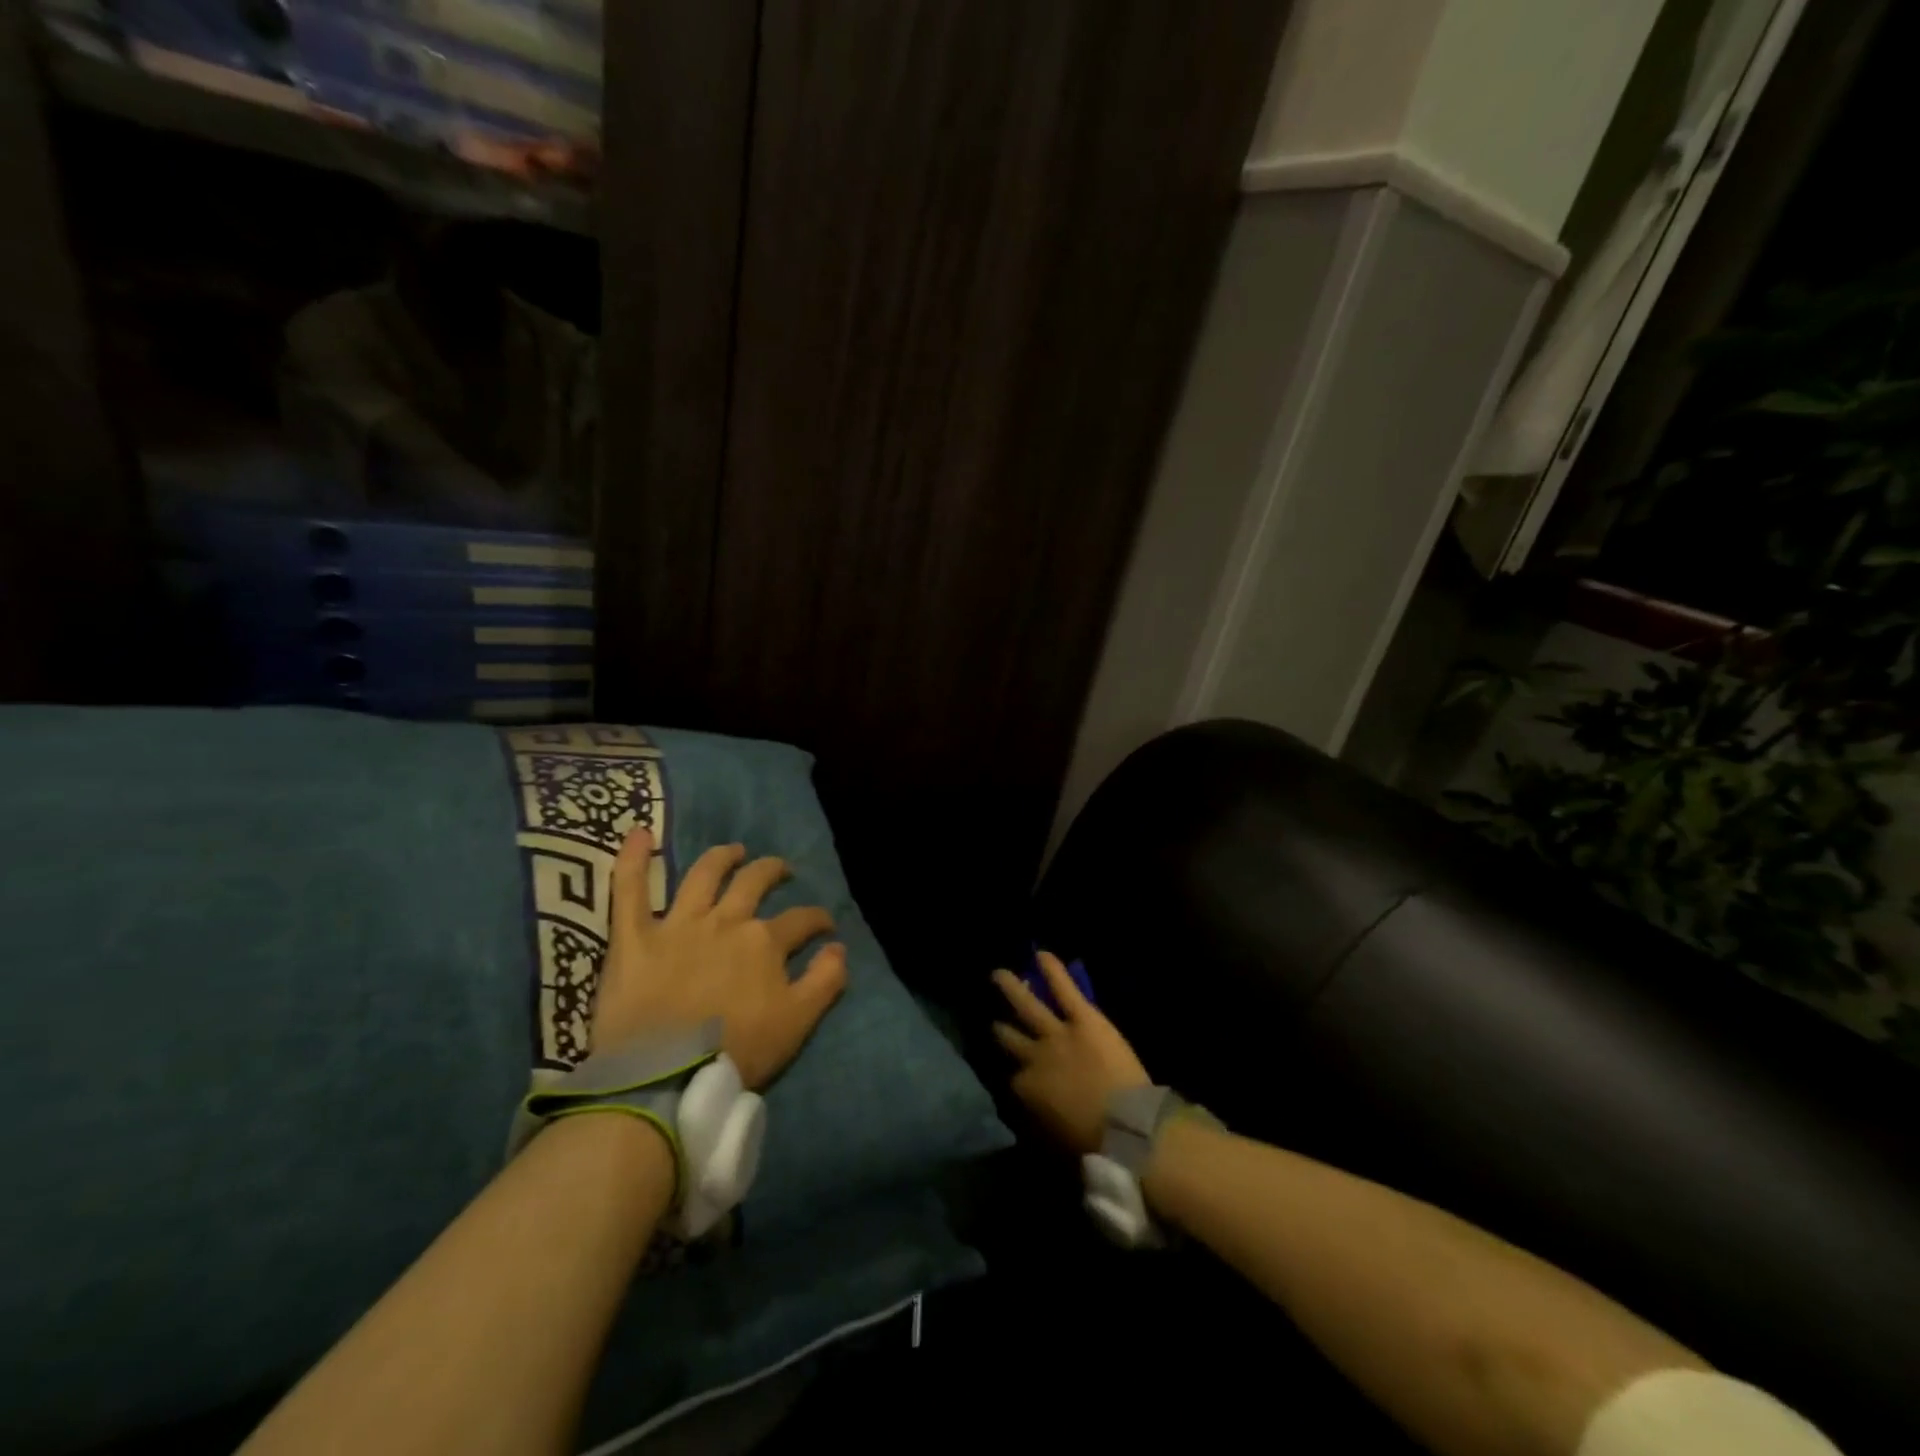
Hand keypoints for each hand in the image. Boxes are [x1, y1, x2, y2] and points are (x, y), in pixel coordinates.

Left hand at [590, 828, 847, 1089]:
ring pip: (704, 875)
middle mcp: (726, 921)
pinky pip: (630, 889)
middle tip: (779, 870)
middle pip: (754, 882)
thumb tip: (840, 948)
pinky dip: (632, 860)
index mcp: (764, 942)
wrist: (664, 1077)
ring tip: (733, 851)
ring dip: (722, 857)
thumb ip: (825, 981)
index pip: (801, 920)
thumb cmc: (736, 1051)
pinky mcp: (635, 937)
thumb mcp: (797, 1022)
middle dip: (772, 871)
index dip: (817, 919)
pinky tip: (637, 833)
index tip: (825, 927)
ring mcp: (678, 925)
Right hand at [993, 952, 1150, 1153]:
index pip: (1010, 1078)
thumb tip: (1028, 1120)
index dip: (1012, 1074)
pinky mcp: (1082, 1017)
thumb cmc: (1092, 1142)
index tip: (1013, 1071)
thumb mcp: (1052, 1141)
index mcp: (1025, 1090)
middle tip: (994, 1019)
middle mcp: (1033, 1056)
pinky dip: (1053, 970)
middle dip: (1000, 1028)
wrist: (1126, 1125)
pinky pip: (1063, 989)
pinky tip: (1041, 953)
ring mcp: (1056, 1033)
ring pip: (1027, 1005)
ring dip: (1012, 988)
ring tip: (998, 973)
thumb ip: (1036, 1123)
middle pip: (1008, 1038)